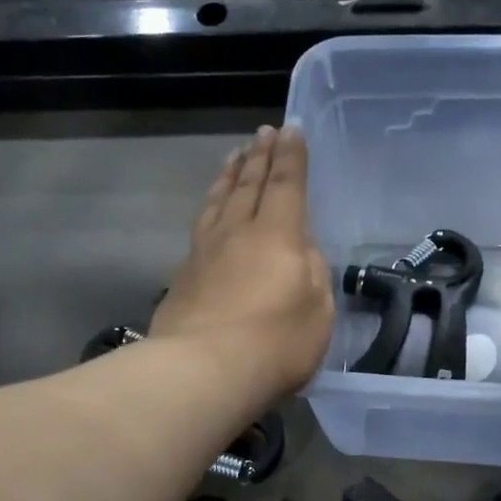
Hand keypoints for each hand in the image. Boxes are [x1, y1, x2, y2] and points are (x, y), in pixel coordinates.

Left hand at [151, 125, 333, 403]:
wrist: (202, 371)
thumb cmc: (275, 344)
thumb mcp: (317, 311)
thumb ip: (312, 273)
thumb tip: (299, 251)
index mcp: (277, 235)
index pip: (286, 185)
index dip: (291, 157)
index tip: (292, 129)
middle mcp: (237, 232)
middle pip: (248, 185)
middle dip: (260, 156)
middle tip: (263, 132)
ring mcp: (204, 252)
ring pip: (218, 201)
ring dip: (229, 175)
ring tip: (234, 157)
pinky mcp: (182, 276)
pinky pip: (200, 227)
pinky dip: (210, 208)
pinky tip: (210, 212)